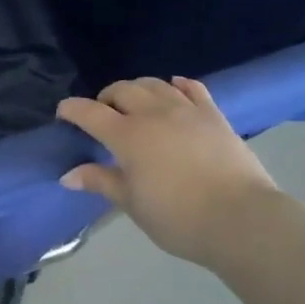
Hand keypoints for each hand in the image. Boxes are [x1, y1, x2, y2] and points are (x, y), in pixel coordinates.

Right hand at [56, 77, 278, 265]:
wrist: (241, 219)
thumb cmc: (178, 217)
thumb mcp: (132, 204)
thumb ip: (101, 182)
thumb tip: (68, 175)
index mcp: (128, 136)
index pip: (90, 113)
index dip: (72, 110)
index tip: (63, 113)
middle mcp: (154, 114)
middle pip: (123, 90)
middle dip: (106, 97)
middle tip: (102, 114)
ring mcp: (187, 111)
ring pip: (155, 84)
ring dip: (138, 88)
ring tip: (134, 102)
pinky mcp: (214, 115)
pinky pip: (192, 88)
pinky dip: (177, 85)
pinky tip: (174, 87)